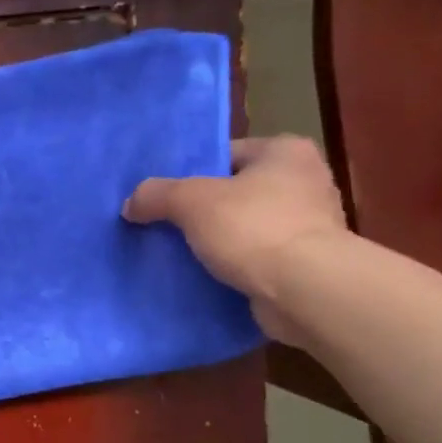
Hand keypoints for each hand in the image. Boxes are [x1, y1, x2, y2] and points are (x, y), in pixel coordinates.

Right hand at [122, 135, 346, 341]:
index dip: (192, 173)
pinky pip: (259, 259)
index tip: (166, 197)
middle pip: (237, 192)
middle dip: (204, 210)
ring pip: (247, 228)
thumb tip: (130, 204)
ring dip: (220, 242)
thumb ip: (156, 195)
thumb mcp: (191, 201)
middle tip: (166, 226)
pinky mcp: (308, 265)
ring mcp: (311, 226)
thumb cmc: (254, 228)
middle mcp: (306, 182)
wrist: (306, 291)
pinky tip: (208, 278)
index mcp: (286, 152)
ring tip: (181, 255)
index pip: (227, 154)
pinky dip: (237, 268)